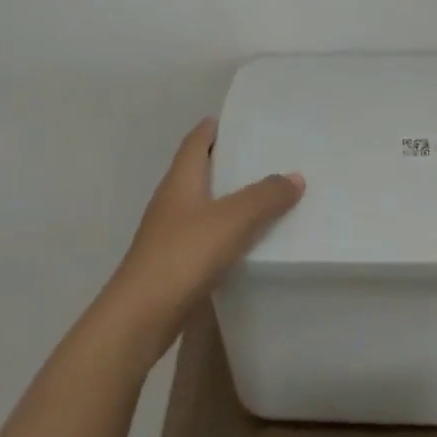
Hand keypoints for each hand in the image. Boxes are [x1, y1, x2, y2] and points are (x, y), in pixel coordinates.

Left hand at [103, 118, 304, 336]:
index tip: (242, 120)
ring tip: (267, 196)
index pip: (196, 142)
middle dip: (229, 162)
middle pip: (200, 171)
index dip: (214, 128)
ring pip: (204, 205)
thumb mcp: (232, 219)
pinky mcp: (175, 263)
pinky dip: (228, 231)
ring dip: (230, 199)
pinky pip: (207, 236)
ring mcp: (170, 233)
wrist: (142, 316)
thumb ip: (265, 196)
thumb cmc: (184, 255)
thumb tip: (295, 177)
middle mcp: (172, 201)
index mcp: (180, 180)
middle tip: (267, 156)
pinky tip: (249, 240)